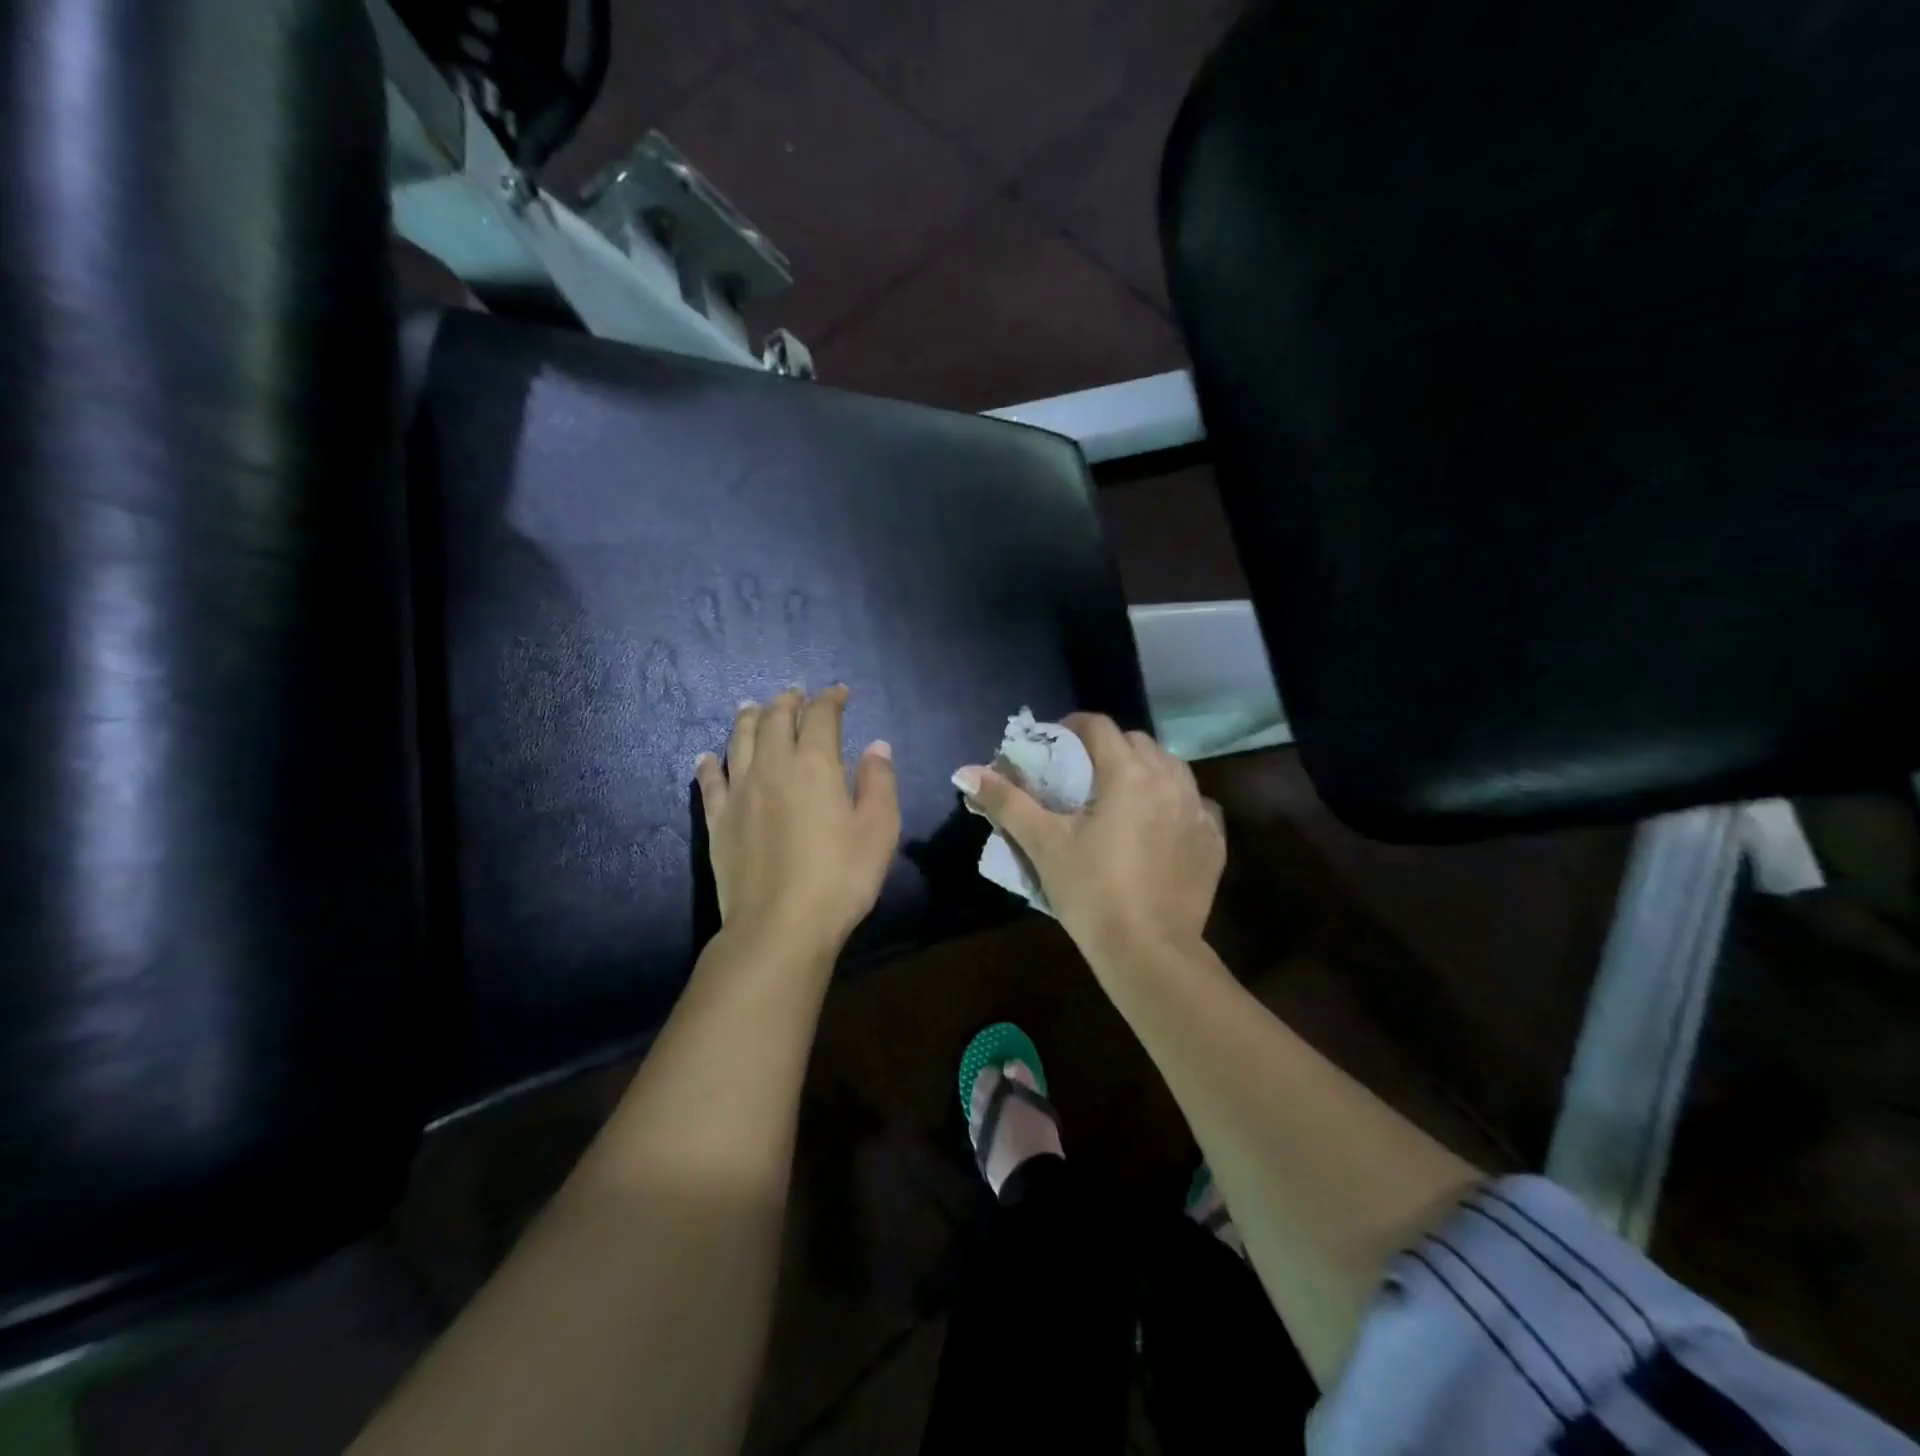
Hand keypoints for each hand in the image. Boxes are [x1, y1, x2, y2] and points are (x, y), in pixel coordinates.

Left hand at [695, 687, 900, 955]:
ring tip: (752, 707)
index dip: (831, 700)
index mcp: (815, 764)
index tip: (840, 693)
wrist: (780, 927)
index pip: (821, 717)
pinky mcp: (717, 820)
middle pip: (775, 719)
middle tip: (797, 695)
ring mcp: (739, 792)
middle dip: (788, 702)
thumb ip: (879, 782)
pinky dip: (709, 763)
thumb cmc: (840, 878)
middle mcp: (773, 766)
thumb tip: (877, 746)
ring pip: (739, 740)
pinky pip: (709, 781)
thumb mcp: (879, 830)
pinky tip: (707, 757)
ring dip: (748, 718)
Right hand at [954, 714, 1224, 960]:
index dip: (1071, 727)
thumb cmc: (1091, 892)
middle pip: (1136, 741)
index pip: (1099, 725)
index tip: (1053, 747)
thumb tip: (966, 772)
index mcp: (1127, 773)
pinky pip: (1194, 803)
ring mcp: (1198, 809)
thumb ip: (1006, 802)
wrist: (1149, 951)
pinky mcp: (1213, 840)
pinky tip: (1157, 826)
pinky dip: (1173, 803)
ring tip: (1119, 796)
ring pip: (1170, 767)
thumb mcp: (1043, 844)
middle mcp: (1170, 779)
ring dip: (1143, 770)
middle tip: (1081, 775)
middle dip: (1107, 748)